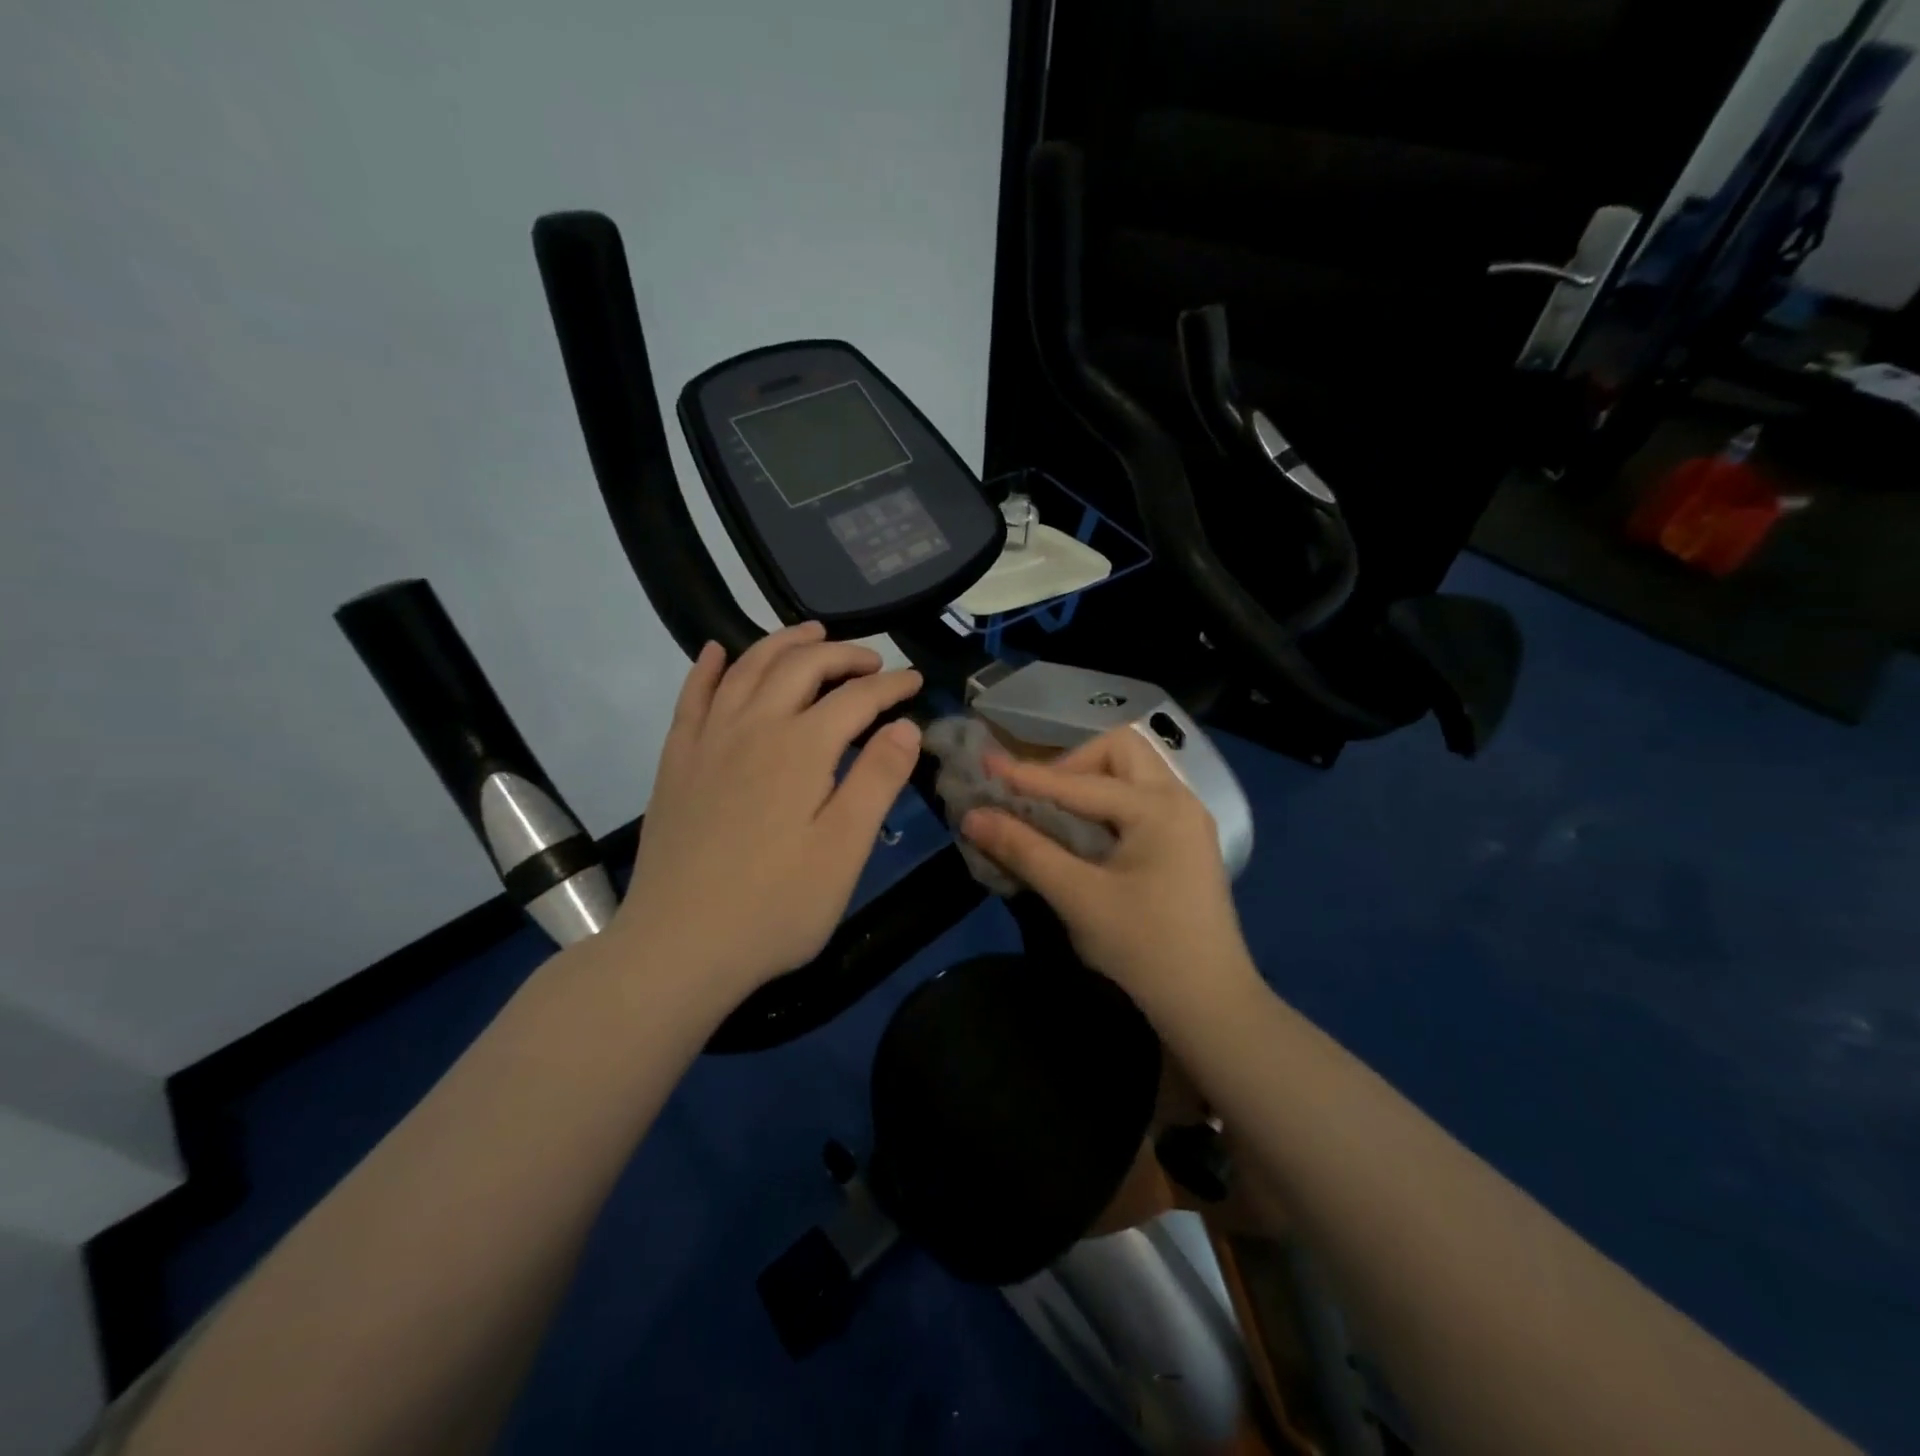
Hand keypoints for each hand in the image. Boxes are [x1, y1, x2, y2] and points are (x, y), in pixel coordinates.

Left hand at [614, 622, 922, 1001]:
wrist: (678, 946)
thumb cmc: (776, 906)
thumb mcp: (844, 850)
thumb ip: (877, 780)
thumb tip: (906, 725)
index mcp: (801, 749)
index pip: (856, 698)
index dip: (891, 685)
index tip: (916, 680)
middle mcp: (753, 727)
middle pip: (801, 667)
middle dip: (843, 654)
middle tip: (873, 661)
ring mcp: (708, 741)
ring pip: (748, 669)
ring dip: (783, 643)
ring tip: (811, 634)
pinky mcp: (676, 762)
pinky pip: (692, 697)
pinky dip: (708, 667)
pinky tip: (717, 652)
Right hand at [960, 726, 1252, 1009]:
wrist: (1210, 1005)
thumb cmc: (1144, 949)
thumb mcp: (1078, 898)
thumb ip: (1025, 850)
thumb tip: (973, 817)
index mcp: (1158, 807)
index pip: (1079, 782)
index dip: (1027, 775)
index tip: (986, 766)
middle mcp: (1179, 799)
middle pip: (1120, 750)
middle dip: (1073, 765)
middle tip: (1041, 799)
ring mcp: (1188, 820)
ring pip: (1133, 772)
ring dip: (1091, 781)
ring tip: (1059, 813)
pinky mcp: (1186, 842)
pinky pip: (1142, 798)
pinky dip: (1108, 802)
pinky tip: (1088, 832)